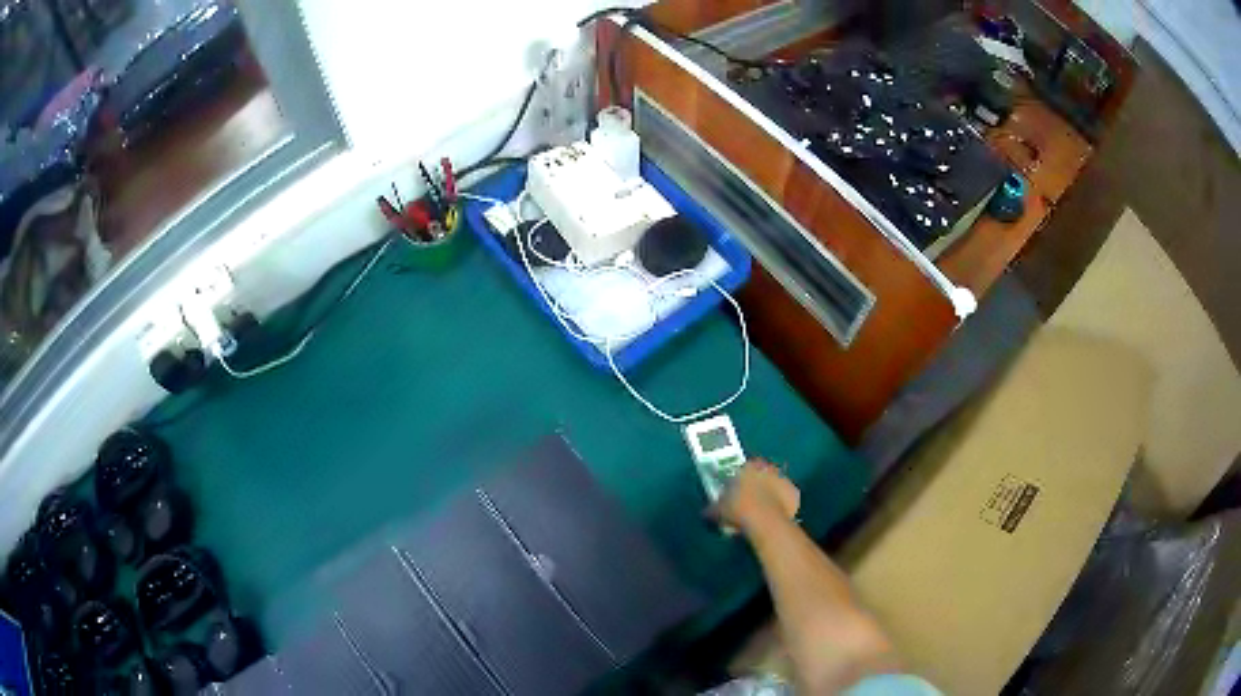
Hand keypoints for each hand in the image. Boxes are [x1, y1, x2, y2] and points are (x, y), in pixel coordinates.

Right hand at [713, 460, 799, 531]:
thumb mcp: (719, 510)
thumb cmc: (738, 510)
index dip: (740, 480)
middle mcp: (767, 467)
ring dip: (771, 493)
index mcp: (747, 467)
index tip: (737, 491)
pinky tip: (776, 515)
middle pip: (762, 473)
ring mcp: (783, 479)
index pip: (743, 468)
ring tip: (763, 510)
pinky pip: (787, 497)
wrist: (765, 520)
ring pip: (776, 484)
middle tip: (750, 500)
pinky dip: (783, 504)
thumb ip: (714, 507)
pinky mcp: (794, 492)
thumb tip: (707, 510)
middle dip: (758, 484)